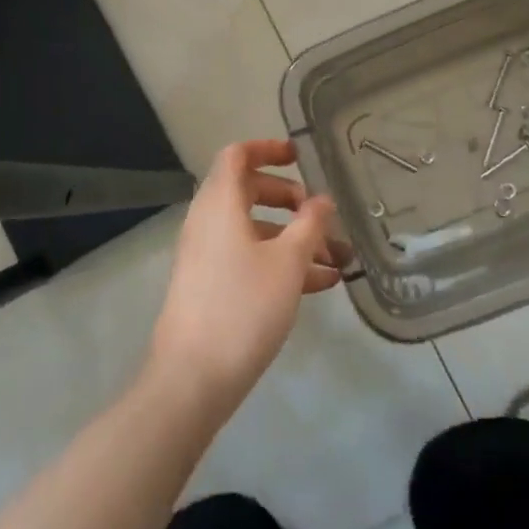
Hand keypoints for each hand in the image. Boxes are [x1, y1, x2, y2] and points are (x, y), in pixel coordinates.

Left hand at [146, 140, 349, 423]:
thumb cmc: (242, 306)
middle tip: (320, 214)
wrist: (191, 379)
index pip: (237, 155)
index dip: (268, 149)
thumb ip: (310, 224)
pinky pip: (249, 258)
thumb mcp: (288, 262)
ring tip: (336, 259)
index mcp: (220, 203)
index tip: (299, 157)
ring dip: (293, 237)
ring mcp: (207, 255)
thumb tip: (322, 200)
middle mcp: (208, 221)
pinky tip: (320, 285)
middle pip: (248, 191)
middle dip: (289, 199)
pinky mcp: (210, 286)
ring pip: (254, 230)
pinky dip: (280, 262)